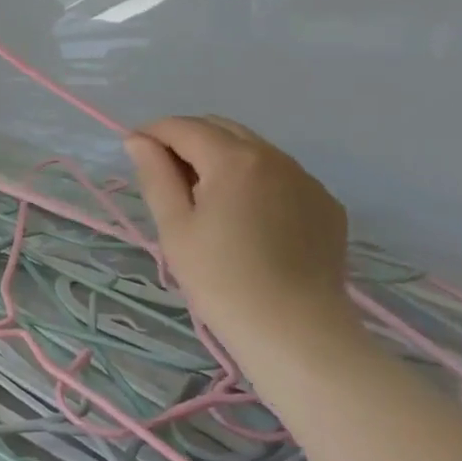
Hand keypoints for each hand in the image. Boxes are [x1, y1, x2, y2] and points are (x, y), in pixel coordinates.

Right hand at [123, 116, 354, 355]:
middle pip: (220, 128)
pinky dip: (254, 180)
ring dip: (222, 158)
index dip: (153, 133)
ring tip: (206, 200)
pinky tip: (246, 218)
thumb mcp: (174, 226)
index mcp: (233, 159)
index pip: (183, 127)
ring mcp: (306, 180)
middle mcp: (275, 157)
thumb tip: (139, 140)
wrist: (296, 333)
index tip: (134, 154)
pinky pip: (281, 176)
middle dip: (187, 141)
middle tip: (167, 177)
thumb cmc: (221, 279)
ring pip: (253, 150)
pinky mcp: (326, 205)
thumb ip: (155, 174)